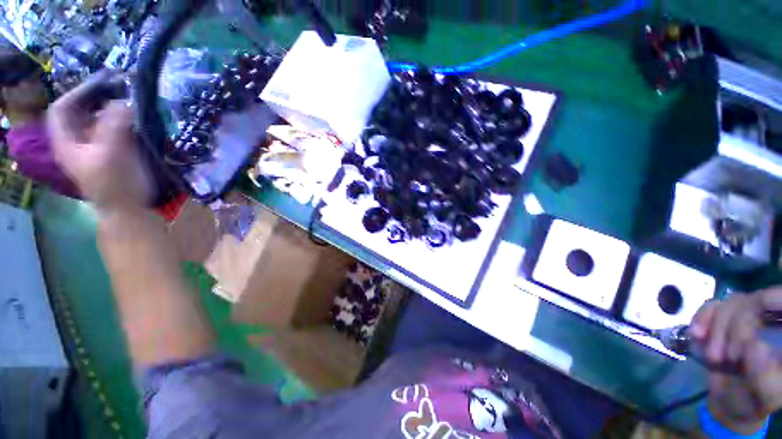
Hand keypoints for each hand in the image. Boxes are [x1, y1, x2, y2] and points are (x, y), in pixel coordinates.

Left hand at [48, 71, 152, 211]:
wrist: (131, 211)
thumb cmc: (117, 185)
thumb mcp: (112, 153)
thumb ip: (115, 124)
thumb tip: (125, 101)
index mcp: (67, 142)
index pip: (62, 108)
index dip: (78, 93)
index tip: (103, 83)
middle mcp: (77, 143)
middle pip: (81, 112)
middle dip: (99, 99)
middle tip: (122, 90)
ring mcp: (96, 149)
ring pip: (99, 121)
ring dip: (114, 110)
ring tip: (133, 103)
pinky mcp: (113, 154)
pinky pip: (115, 131)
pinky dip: (125, 123)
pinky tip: (139, 122)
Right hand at [689, 288, 781, 433]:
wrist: (732, 402)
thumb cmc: (754, 400)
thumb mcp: (765, 395)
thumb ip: (765, 375)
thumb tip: (754, 345)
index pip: (779, 300)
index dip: (768, 302)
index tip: (747, 331)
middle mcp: (770, 319)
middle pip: (752, 302)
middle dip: (732, 328)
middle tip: (724, 357)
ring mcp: (746, 317)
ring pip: (730, 303)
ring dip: (716, 328)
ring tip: (712, 356)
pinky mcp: (724, 320)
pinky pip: (712, 306)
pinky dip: (702, 318)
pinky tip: (696, 335)